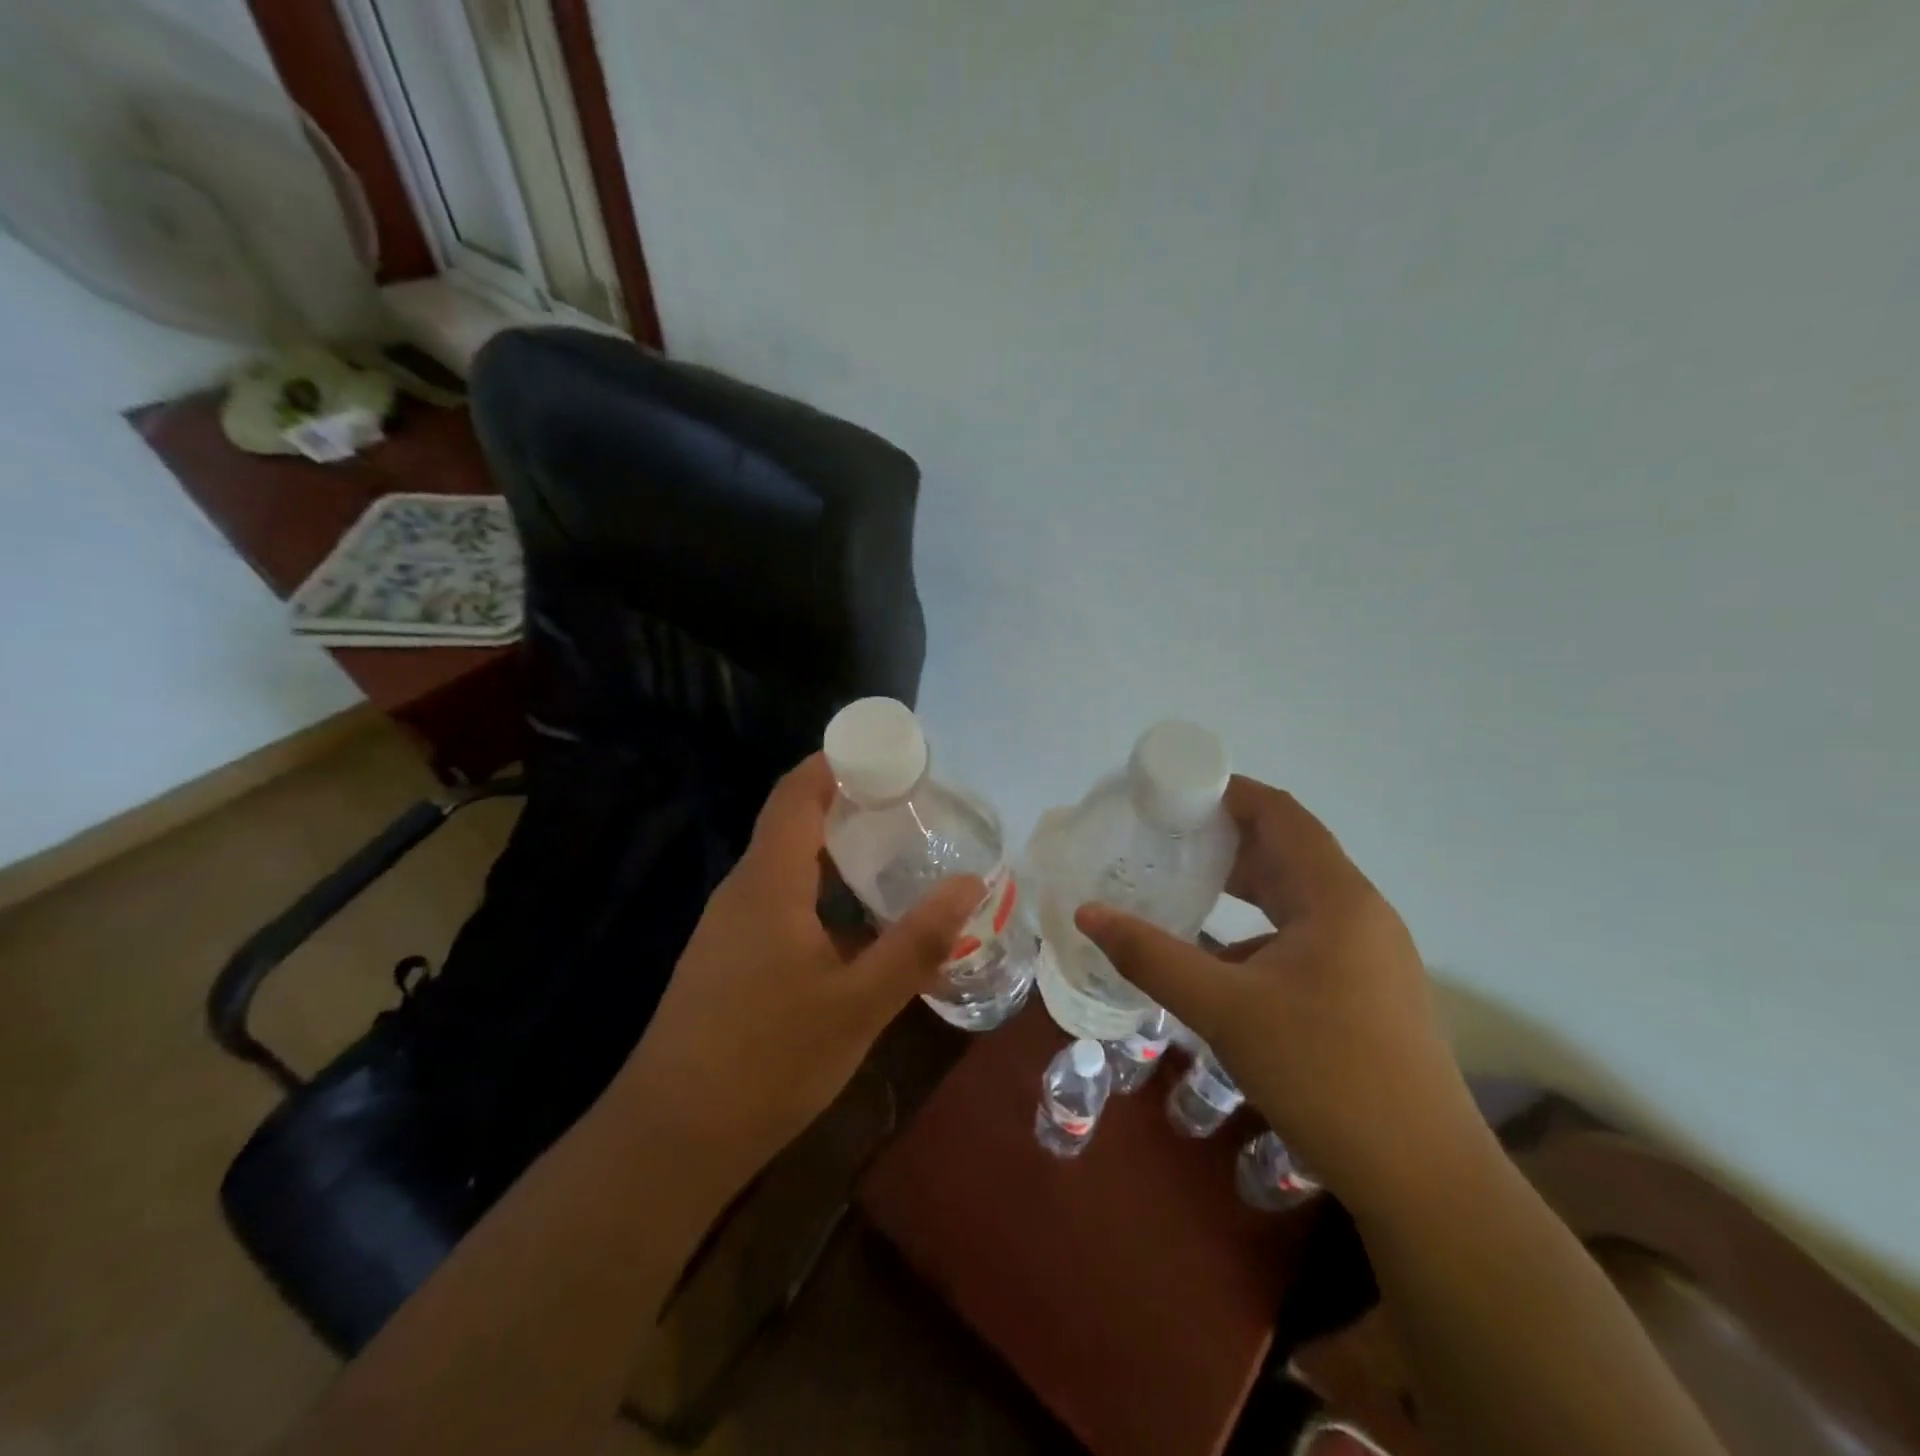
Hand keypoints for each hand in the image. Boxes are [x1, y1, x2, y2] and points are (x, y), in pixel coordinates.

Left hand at [620, 753, 980, 1183]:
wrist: (670, 1139)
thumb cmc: (768, 1060)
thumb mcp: (859, 1003)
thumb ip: (917, 942)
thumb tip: (970, 883)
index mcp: (769, 882)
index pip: (797, 792)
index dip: (837, 761)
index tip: (890, 754)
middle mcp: (743, 891)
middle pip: (794, 823)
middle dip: (850, 806)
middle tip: (912, 809)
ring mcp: (729, 927)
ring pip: (788, 867)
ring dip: (838, 854)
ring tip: (896, 859)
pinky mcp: (728, 960)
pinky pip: (780, 902)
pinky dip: (823, 893)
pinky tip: (858, 927)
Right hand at [1075, 776, 1483, 1204]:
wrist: (1424, 1180)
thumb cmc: (1326, 1075)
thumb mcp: (1226, 1011)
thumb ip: (1152, 957)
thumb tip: (1087, 914)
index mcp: (1337, 898)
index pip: (1282, 814)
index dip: (1229, 792)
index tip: (1174, 791)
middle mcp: (1358, 913)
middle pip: (1288, 850)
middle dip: (1226, 836)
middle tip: (1163, 836)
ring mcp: (1367, 954)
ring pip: (1295, 896)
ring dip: (1242, 883)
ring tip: (1183, 881)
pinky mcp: (1364, 990)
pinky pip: (1302, 935)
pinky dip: (1257, 928)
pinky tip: (1219, 955)